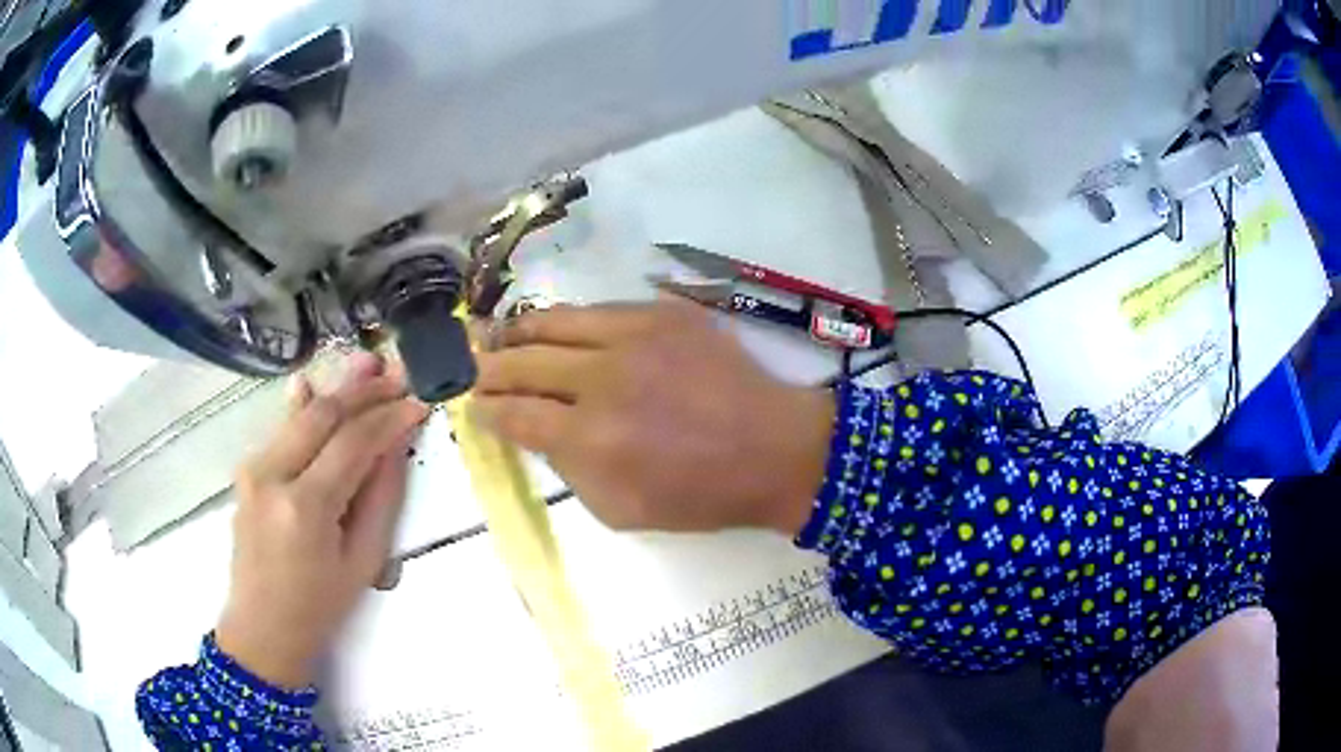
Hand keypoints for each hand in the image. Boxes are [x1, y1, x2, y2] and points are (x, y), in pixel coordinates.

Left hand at [216, 352, 429, 688]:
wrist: (262, 627)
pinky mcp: (248, 471)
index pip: (353, 443)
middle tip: (399, 373)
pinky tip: (311, 380)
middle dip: (364, 391)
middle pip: (323, 415)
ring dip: (337, 390)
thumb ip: (380, 498)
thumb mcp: (363, 561)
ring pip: (300, 415)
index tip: (419, 400)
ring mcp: (253, 469)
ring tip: (369, 364)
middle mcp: (272, 474)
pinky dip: (301, 406)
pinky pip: (281, 431)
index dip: (389, 417)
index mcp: (305, 506)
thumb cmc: (320, 606)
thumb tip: (396, 444)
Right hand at [473, 301, 834, 533]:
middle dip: (490, 367)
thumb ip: (569, 469)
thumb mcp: (621, 509)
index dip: (487, 410)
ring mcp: (635, 336)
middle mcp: (604, 379)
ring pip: (555, 320)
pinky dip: (571, 321)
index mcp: (592, 438)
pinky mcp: (664, 312)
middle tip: (475, 369)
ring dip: (518, 330)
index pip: (517, 414)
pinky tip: (561, 327)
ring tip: (500, 335)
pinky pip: (600, 309)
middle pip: (524, 361)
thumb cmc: (701, 494)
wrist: (773, 449)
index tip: (474, 406)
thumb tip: (540, 431)